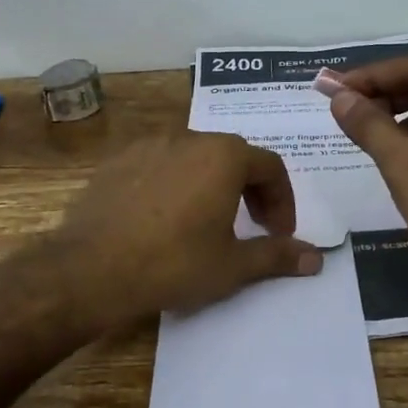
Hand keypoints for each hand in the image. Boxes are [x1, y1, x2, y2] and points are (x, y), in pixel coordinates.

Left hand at [42, 132, 322, 331]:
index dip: (282, 200)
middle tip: (251, 226)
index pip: (270, 166)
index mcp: (223, 156)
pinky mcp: (117, 161)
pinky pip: (158, 165)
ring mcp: (148, 146)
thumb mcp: (232, 266)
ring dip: (210, 184)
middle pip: (232, 156)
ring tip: (206, 222)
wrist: (91, 268)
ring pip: (193, 158)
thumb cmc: (173, 263)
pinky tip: (162, 219)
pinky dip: (173, 184)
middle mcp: (188, 138)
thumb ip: (277, 255)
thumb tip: (316, 258)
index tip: (277, 232)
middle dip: (250, 190)